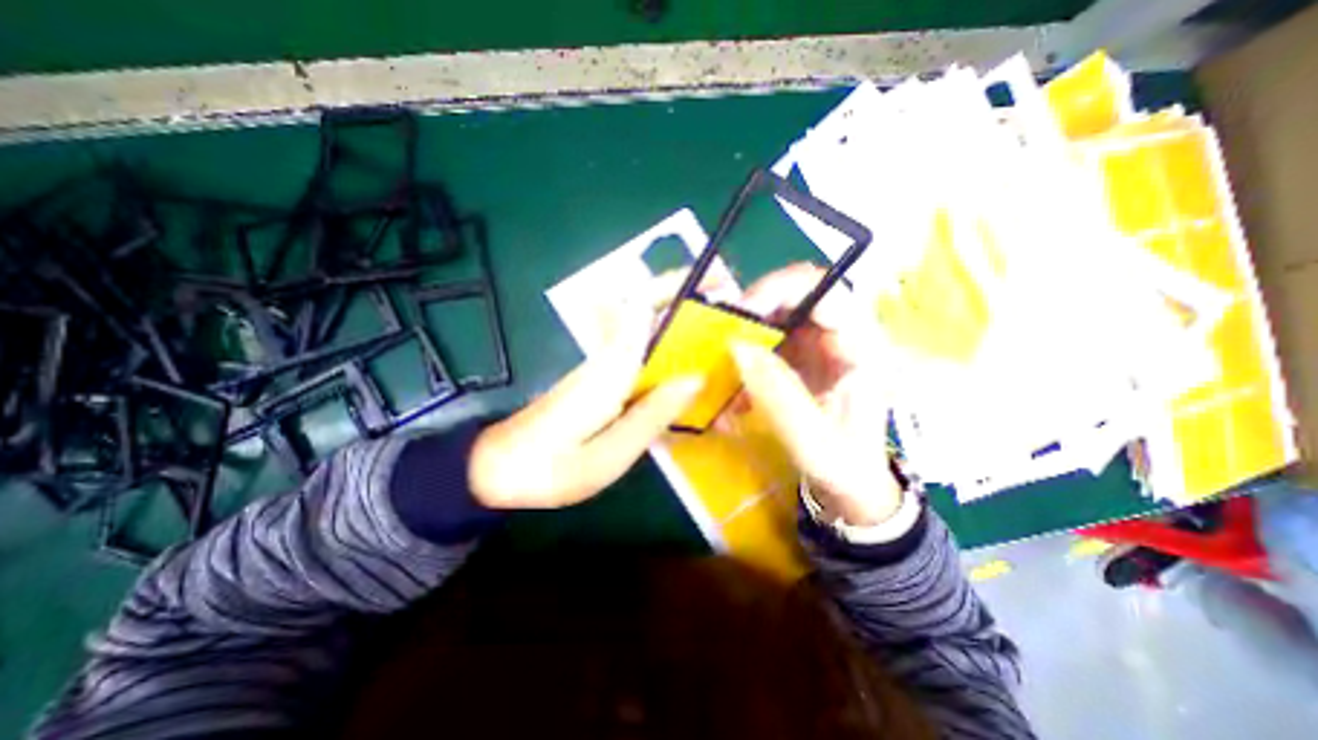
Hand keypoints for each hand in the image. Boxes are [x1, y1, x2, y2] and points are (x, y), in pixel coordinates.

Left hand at [472, 281, 703, 508]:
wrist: (500, 468)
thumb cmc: (550, 468)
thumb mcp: (607, 455)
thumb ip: (651, 415)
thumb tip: (695, 378)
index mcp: (610, 366)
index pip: (646, 305)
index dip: (681, 285)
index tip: (719, 281)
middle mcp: (608, 354)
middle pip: (649, 306)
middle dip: (690, 296)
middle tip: (730, 307)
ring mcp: (604, 363)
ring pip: (648, 327)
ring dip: (684, 321)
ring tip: (722, 337)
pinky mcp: (603, 376)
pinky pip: (644, 352)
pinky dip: (671, 349)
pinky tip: (691, 370)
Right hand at [725, 264, 900, 529]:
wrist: (850, 484)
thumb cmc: (843, 465)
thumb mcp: (810, 437)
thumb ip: (776, 391)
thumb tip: (737, 345)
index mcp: (864, 349)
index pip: (827, 292)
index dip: (781, 290)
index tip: (741, 313)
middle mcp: (845, 337)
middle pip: (798, 297)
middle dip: (756, 311)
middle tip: (723, 333)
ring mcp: (822, 346)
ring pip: (779, 317)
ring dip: (748, 336)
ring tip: (725, 364)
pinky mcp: (804, 358)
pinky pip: (770, 343)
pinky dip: (748, 358)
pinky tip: (737, 389)